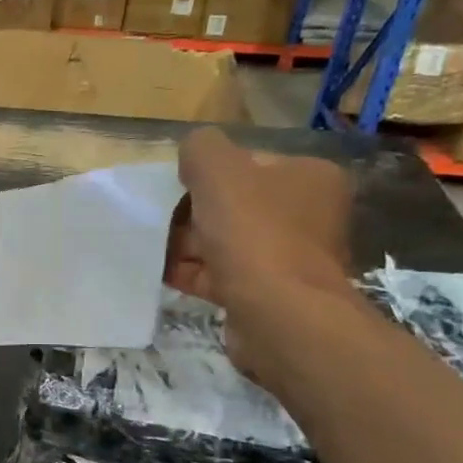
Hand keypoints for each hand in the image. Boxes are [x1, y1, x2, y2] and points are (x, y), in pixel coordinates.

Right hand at [167, 129, 353, 369]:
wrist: (278, 314)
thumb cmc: (253, 233)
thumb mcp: (218, 170)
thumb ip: (201, 148)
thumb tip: (192, 153)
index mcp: (309, 177)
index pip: (248, 164)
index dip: (206, 174)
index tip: (175, 190)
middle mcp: (308, 214)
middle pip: (233, 204)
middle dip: (191, 213)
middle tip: (159, 222)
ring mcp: (290, 257)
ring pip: (224, 242)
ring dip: (187, 245)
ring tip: (152, 249)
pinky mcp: (269, 293)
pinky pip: (221, 274)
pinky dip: (192, 272)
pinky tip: (162, 273)